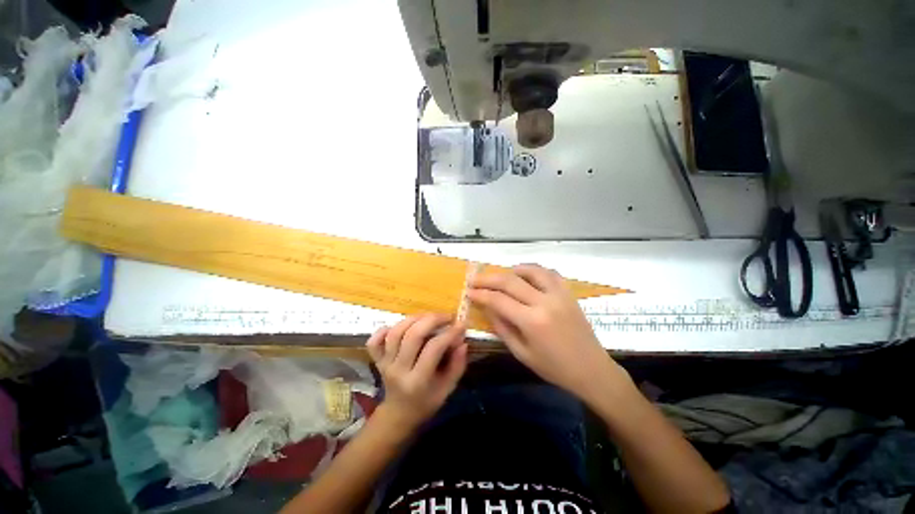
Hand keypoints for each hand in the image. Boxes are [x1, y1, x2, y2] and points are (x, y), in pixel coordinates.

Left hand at [366, 313, 467, 430]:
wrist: (399, 414)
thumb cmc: (426, 402)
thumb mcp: (447, 389)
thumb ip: (457, 366)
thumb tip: (462, 342)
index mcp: (417, 381)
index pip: (433, 348)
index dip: (449, 333)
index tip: (461, 325)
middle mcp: (398, 370)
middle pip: (412, 335)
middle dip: (432, 320)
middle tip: (446, 316)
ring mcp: (385, 364)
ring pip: (396, 332)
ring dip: (414, 318)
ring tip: (429, 316)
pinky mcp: (377, 360)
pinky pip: (375, 340)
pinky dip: (385, 329)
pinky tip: (401, 326)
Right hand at [468, 264, 624, 402]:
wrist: (591, 370)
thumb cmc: (554, 368)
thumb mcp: (522, 353)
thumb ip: (502, 328)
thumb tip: (488, 308)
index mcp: (532, 321)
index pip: (499, 300)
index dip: (481, 294)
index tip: (469, 291)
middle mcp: (545, 302)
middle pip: (511, 281)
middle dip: (489, 279)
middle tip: (475, 279)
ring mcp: (559, 294)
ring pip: (531, 271)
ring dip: (512, 270)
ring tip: (502, 275)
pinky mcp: (568, 293)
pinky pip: (550, 273)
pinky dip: (535, 270)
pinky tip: (527, 275)